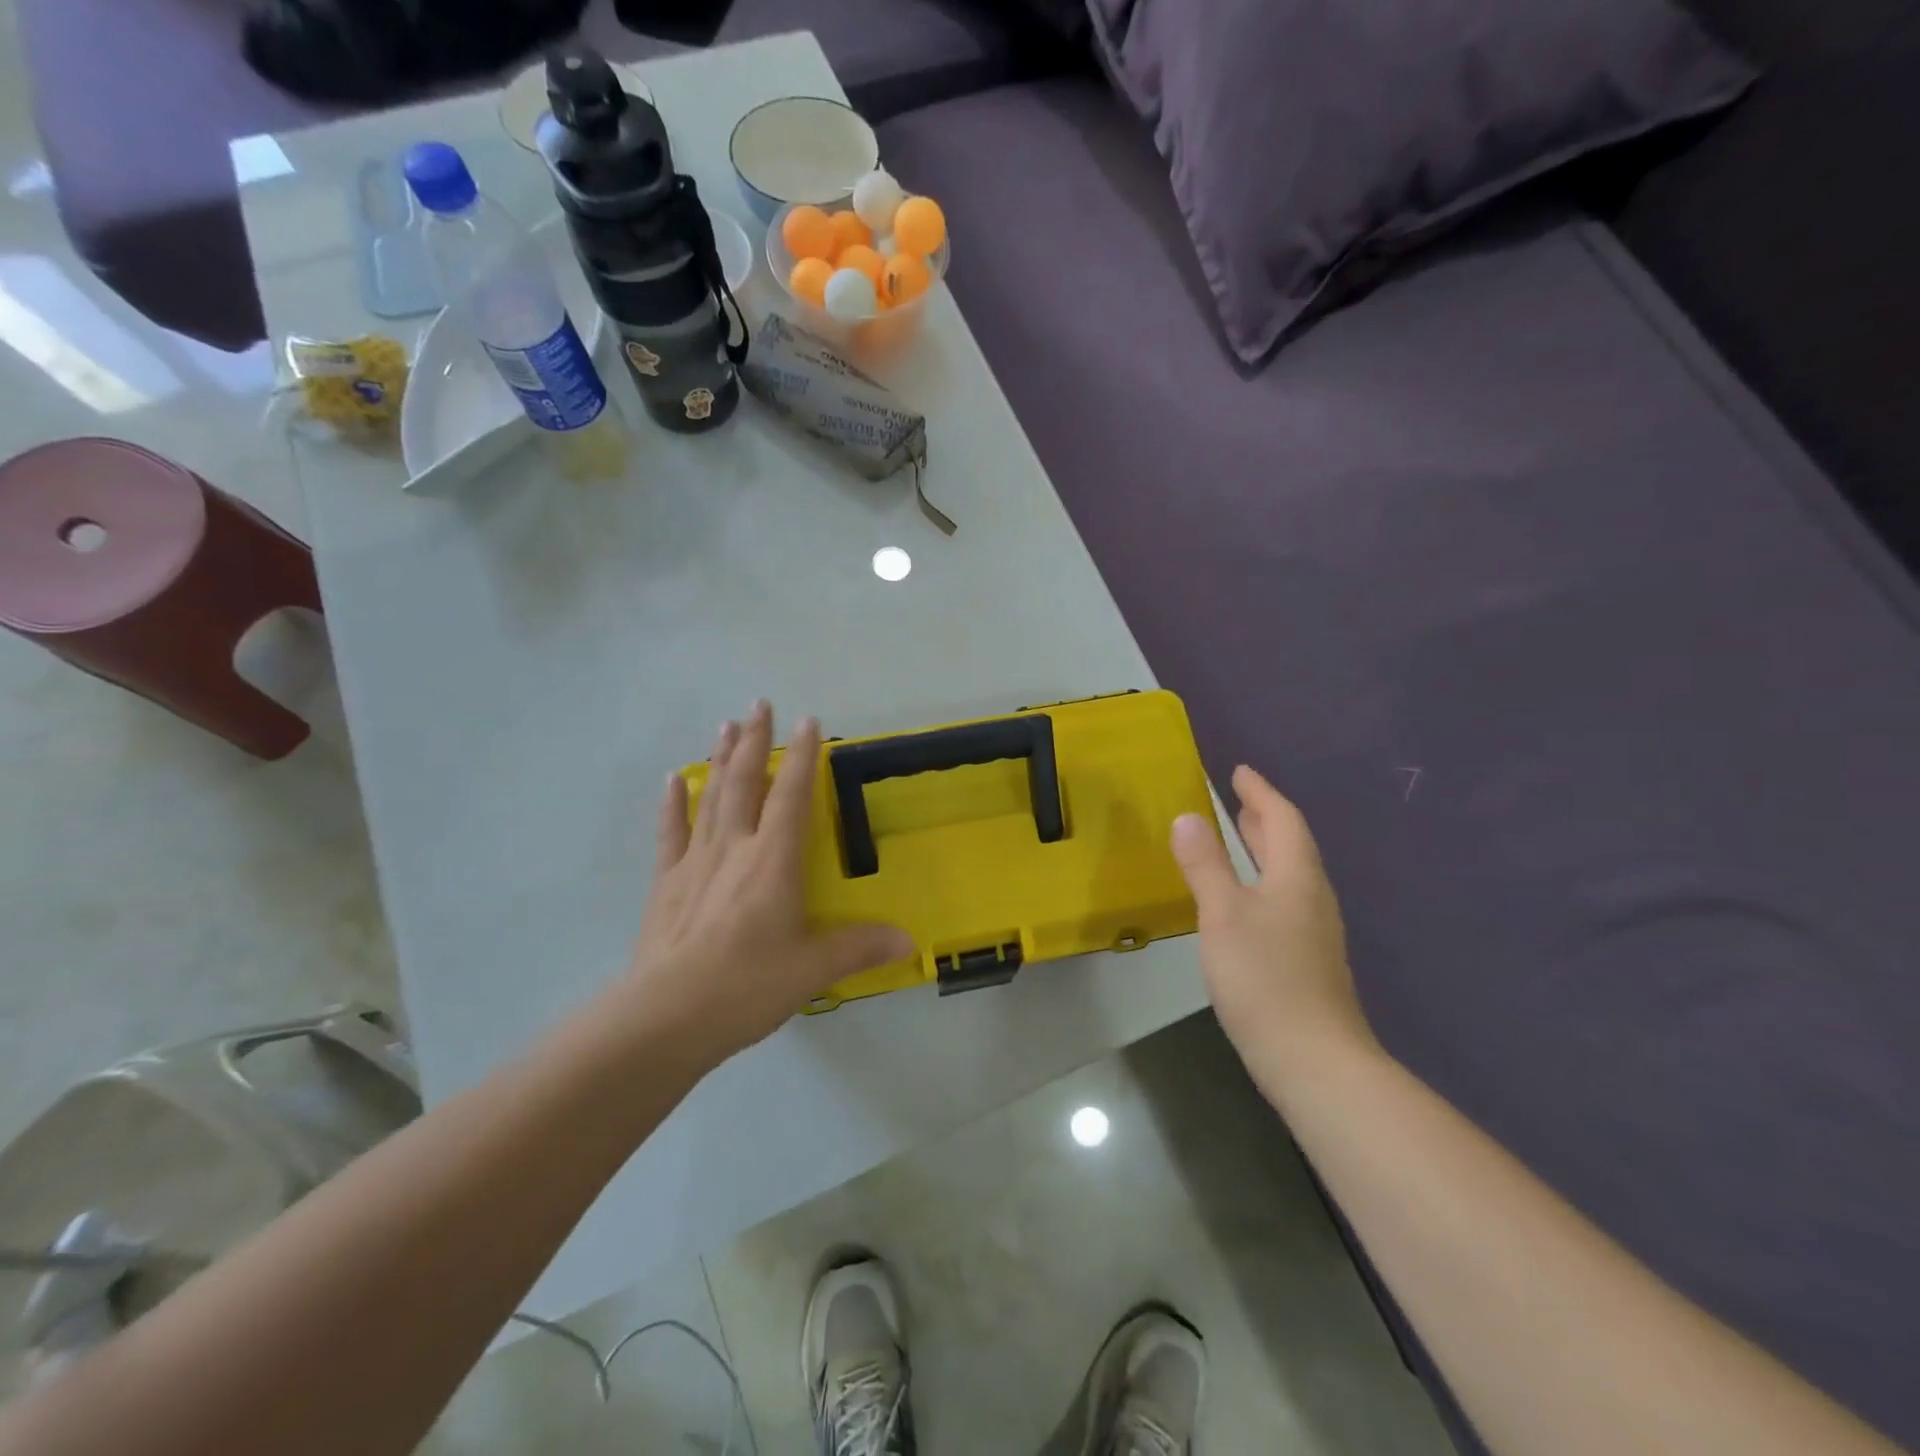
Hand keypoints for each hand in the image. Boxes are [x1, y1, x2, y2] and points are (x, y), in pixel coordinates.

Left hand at [621, 701, 912, 1068]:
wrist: (665, 1017)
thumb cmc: (747, 987)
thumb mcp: (812, 970)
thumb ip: (860, 948)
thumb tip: (910, 942)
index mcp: (774, 862)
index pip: (792, 796)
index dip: (801, 757)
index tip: (808, 721)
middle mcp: (735, 849)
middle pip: (745, 782)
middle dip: (754, 741)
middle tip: (759, 704)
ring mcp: (695, 862)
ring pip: (711, 797)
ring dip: (719, 758)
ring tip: (725, 725)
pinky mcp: (666, 883)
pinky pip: (671, 832)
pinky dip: (674, 803)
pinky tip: (675, 779)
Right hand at [1170, 766, 1376, 1097]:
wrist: (1314, 1060)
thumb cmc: (1264, 977)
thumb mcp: (1223, 914)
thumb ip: (1205, 864)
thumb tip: (1188, 816)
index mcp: (1297, 877)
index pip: (1283, 820)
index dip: (1260, 793)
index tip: (1240, 772)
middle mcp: (1312, 897)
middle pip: (1291, 845)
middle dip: (1264, 818)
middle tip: (1239, 800)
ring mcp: (1314, 931)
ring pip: (1289, 874)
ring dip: (1265, 849)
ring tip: (1240, 839)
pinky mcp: (1307, 959)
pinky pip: (1285, 899)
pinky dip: (1264, 880)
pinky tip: (1245, 900)